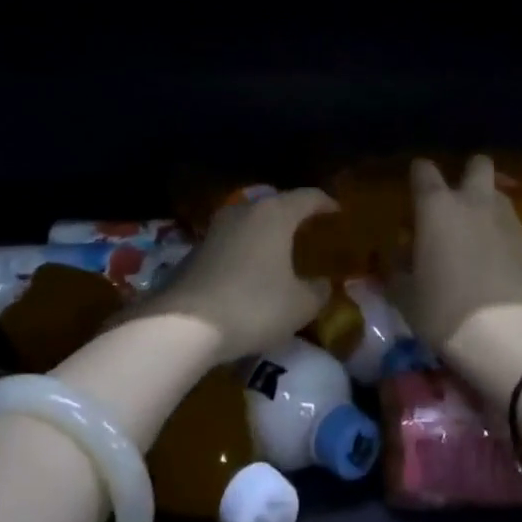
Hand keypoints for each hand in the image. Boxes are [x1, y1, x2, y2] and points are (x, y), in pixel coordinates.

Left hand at [140, 187, 336, 362]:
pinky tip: (250, 273)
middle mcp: (243, 212)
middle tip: (308, 231)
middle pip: (275, 205)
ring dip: (265, 234)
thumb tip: (322, 284)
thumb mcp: (300, 305)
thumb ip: (317, 291)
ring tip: (279, 252)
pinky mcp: (194, 250)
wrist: (184, 324)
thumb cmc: (254, 306)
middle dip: (292, 216)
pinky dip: (245, 251)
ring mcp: (215, 229)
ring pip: (249, 223)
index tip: (337, 211)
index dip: (325, 202)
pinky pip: (230, 243)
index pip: (307, 197)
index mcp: (274, 214)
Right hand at [405, 155, 521, 351]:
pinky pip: (512, 225)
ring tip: (476, 232)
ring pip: (498, 195)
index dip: (418, 174)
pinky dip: (501, 233)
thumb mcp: (404, 292)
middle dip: (468, 172)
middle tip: (456, 198)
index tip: (414, 188)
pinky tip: (494, 258)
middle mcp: (474, 203)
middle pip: (478, 164)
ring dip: (486, 204)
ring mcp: (507, 221)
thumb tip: (402, 253)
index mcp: (437, 207)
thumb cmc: (442, 309)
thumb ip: (399, 265)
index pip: (424, 170)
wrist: (504, 337)